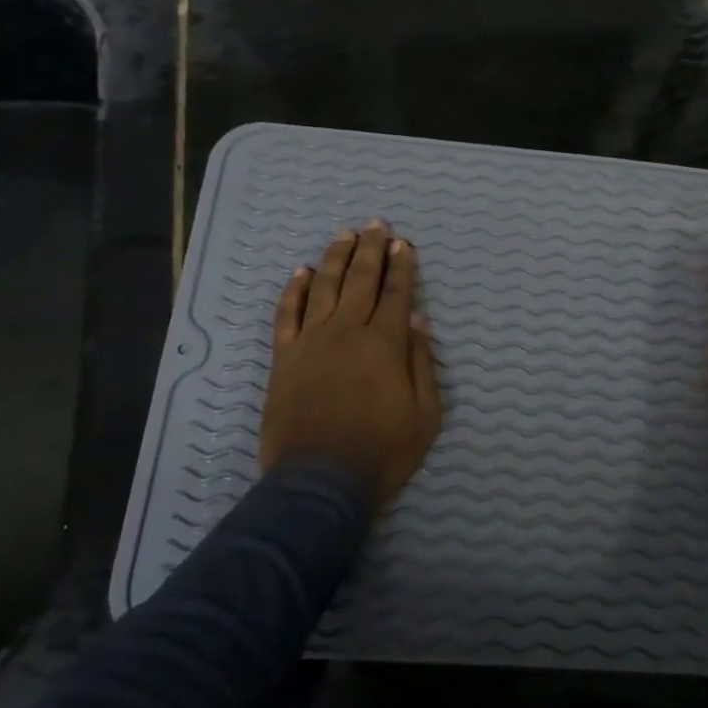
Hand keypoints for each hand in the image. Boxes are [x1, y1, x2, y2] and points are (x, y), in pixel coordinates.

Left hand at [261, 221, 442, 511]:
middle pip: (361, 279)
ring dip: (336, 257)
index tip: (405, 244)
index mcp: (385, 343)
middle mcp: (347, 331)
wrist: (320, 482)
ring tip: (345, 235)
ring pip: (324, 287)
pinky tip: (301, 271)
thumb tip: (416, 317)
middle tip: (377, 225)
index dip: (403, 267)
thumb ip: (421, 361)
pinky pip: (287, 314)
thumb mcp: (425, 414)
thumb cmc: (382, 452)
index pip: (396, 293)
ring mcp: (310, 341)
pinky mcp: (283, 358)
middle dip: (372, 249)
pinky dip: (294, 290)